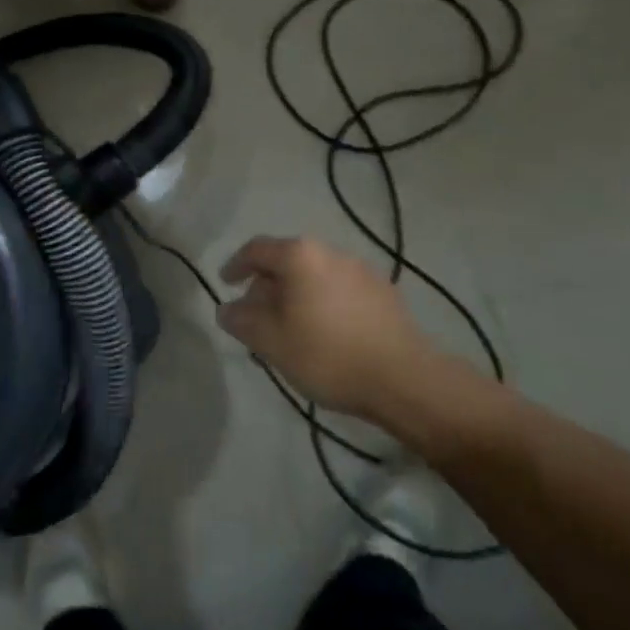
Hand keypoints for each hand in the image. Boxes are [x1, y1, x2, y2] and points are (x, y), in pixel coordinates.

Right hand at [218, 236, 440, 422]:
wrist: (404, 379)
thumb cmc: (327, 354)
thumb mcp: (271, 342)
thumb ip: (242, 321)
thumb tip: (227, 309)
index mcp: (299, 256)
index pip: (256, 249)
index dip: (236, 265)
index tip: (225, 283)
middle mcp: (330, 252)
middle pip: (287, 261)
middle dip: (267, 286)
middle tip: (257, 316)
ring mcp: (361, 270)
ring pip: (315, 276)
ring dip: (296, 296)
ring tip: (291, 328)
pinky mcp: (384, 293)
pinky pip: (339, 290)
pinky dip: (323, 303)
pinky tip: (325, 334)